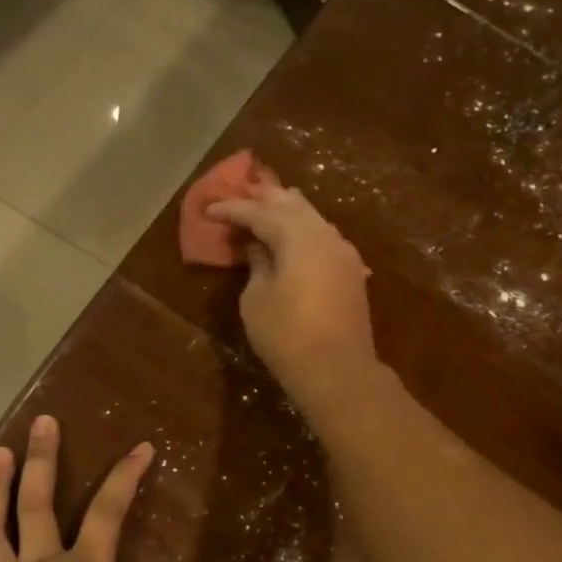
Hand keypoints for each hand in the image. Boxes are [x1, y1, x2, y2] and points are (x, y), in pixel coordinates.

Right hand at [207, 183, 379, 422]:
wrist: (337, 371)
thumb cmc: (286, 336)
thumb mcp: (256, 300)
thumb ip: (257, 265)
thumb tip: (259, 247)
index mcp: (297, 237)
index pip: (259, 212)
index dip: (232, 209)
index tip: (209, 209)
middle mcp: (325, 235)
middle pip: (292, 205)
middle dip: (265, 198)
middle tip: (243, 191)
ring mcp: (344, 253)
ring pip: (313, 219)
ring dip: (288, 211)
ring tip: (269, 205)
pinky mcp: (352, 273)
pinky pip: (324, 238)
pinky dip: (305, 231)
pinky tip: (296, 236)